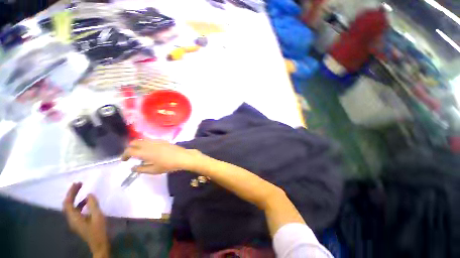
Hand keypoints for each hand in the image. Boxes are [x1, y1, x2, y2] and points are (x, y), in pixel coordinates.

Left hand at [63, 183, 109, 256]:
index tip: (77, 183)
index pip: (68, 203)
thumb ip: (93, 205)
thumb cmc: (98, 230)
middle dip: (72, 193)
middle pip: (68, 204)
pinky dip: (80, 203)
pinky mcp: (79, 222)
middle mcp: (71, 219)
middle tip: (80, 184)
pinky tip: (88, 201)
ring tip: (83, 190)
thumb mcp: (98, 216)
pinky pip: (76, 210)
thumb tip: (89, 194)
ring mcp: (75, 221)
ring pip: (72, 207)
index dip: (71, 192)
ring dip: (76, 198)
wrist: (99, 244)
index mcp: (74, 218)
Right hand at [121, 139, 200, 173]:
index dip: (124, 155)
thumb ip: (141, 169)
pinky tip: (150, 149)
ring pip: (142, 139)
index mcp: (145, 152)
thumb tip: (132, 168)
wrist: (182, 157)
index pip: (130, 150)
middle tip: (131, 155)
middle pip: (134, 142)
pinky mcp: (162, 140)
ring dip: (138, 144)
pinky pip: (150, 139)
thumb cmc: (168, 165)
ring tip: (139, 152)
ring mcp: (156, 141)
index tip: (124, 160)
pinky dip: (146, 143)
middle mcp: (149, 144)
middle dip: (130, 148)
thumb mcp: (154, 170)